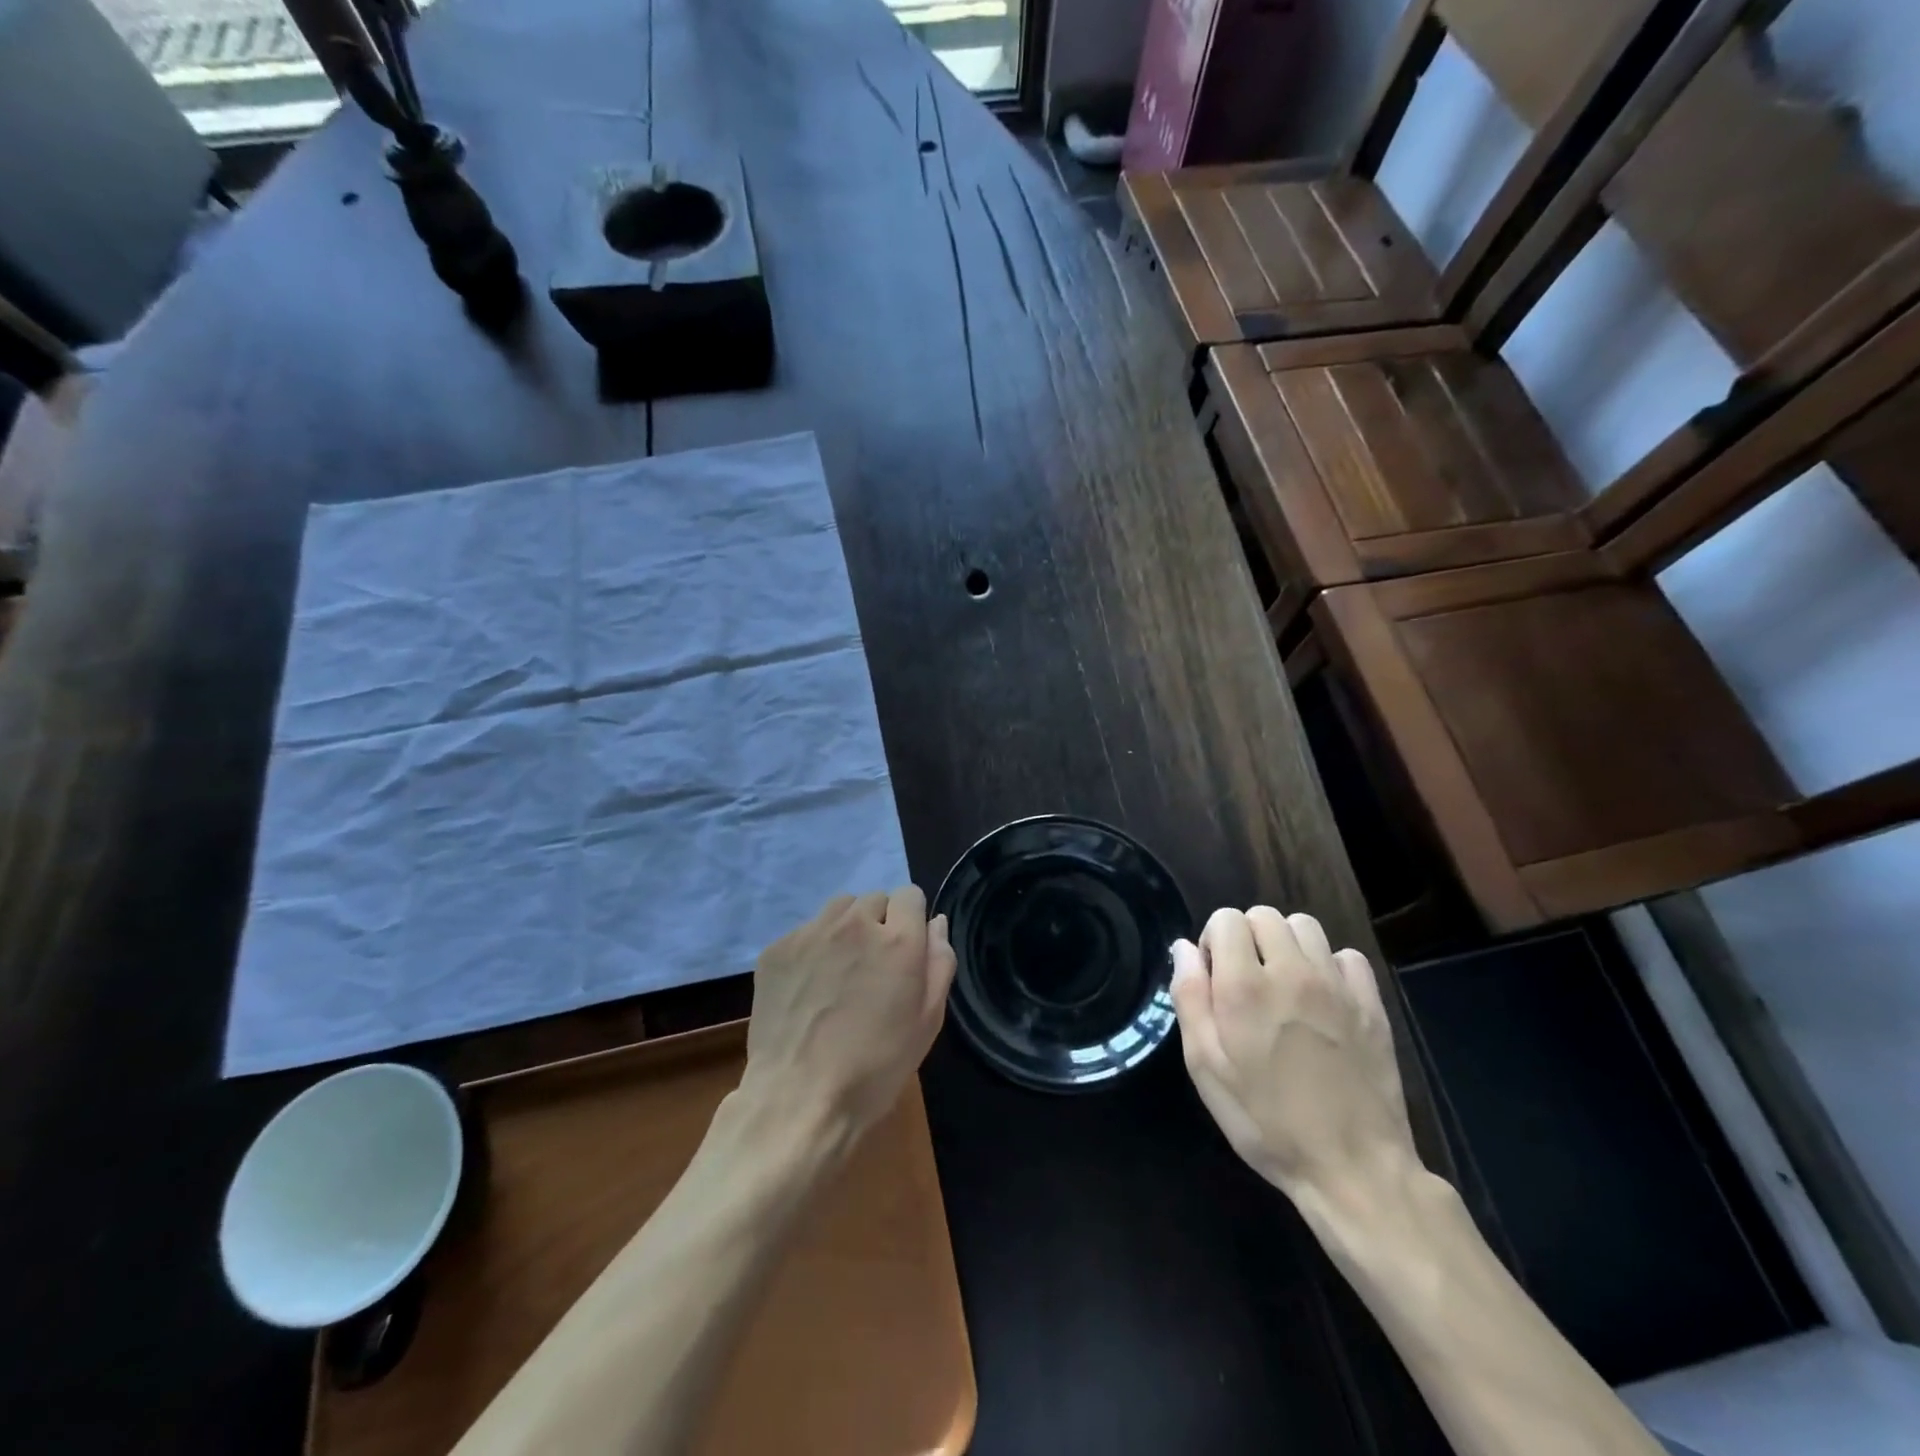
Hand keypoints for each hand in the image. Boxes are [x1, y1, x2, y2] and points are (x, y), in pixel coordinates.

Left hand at [742, 887, 955, 1141]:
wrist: (798, 1097)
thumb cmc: (876, 1066)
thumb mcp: (927, 1021)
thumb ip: (939, 962)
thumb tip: (936, 922)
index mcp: (898, 939)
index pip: (910, 895)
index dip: (911, 921)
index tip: (905, 951)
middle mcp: (855, 923)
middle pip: (874, 899)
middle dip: (879, 924)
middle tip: (873, 968)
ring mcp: (811, 933)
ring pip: (838, 909)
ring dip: (846, 929)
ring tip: (840, 971)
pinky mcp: (777, 949)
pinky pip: (805, 931)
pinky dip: (813, 948)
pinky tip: (809, 988)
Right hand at [1171, 907, 1417, 1203]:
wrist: (1353, 1168)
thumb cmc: (1266, 1122)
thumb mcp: (1206, 1068)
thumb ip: (1190, 999)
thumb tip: (1184, 948)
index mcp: (1244, 987)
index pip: (1226, 919)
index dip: (1214, 941)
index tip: (1216, 977)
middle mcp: (1291, 972)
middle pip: (1264, 915)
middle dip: (1247, 936)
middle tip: (1246, 980)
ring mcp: (1336, 986)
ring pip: (1305, 926)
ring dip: (1286, 944)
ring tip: (1283, 983)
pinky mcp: (1371, 1004)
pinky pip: (1346, 956)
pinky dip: (1329, 965)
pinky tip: (1323, 998)